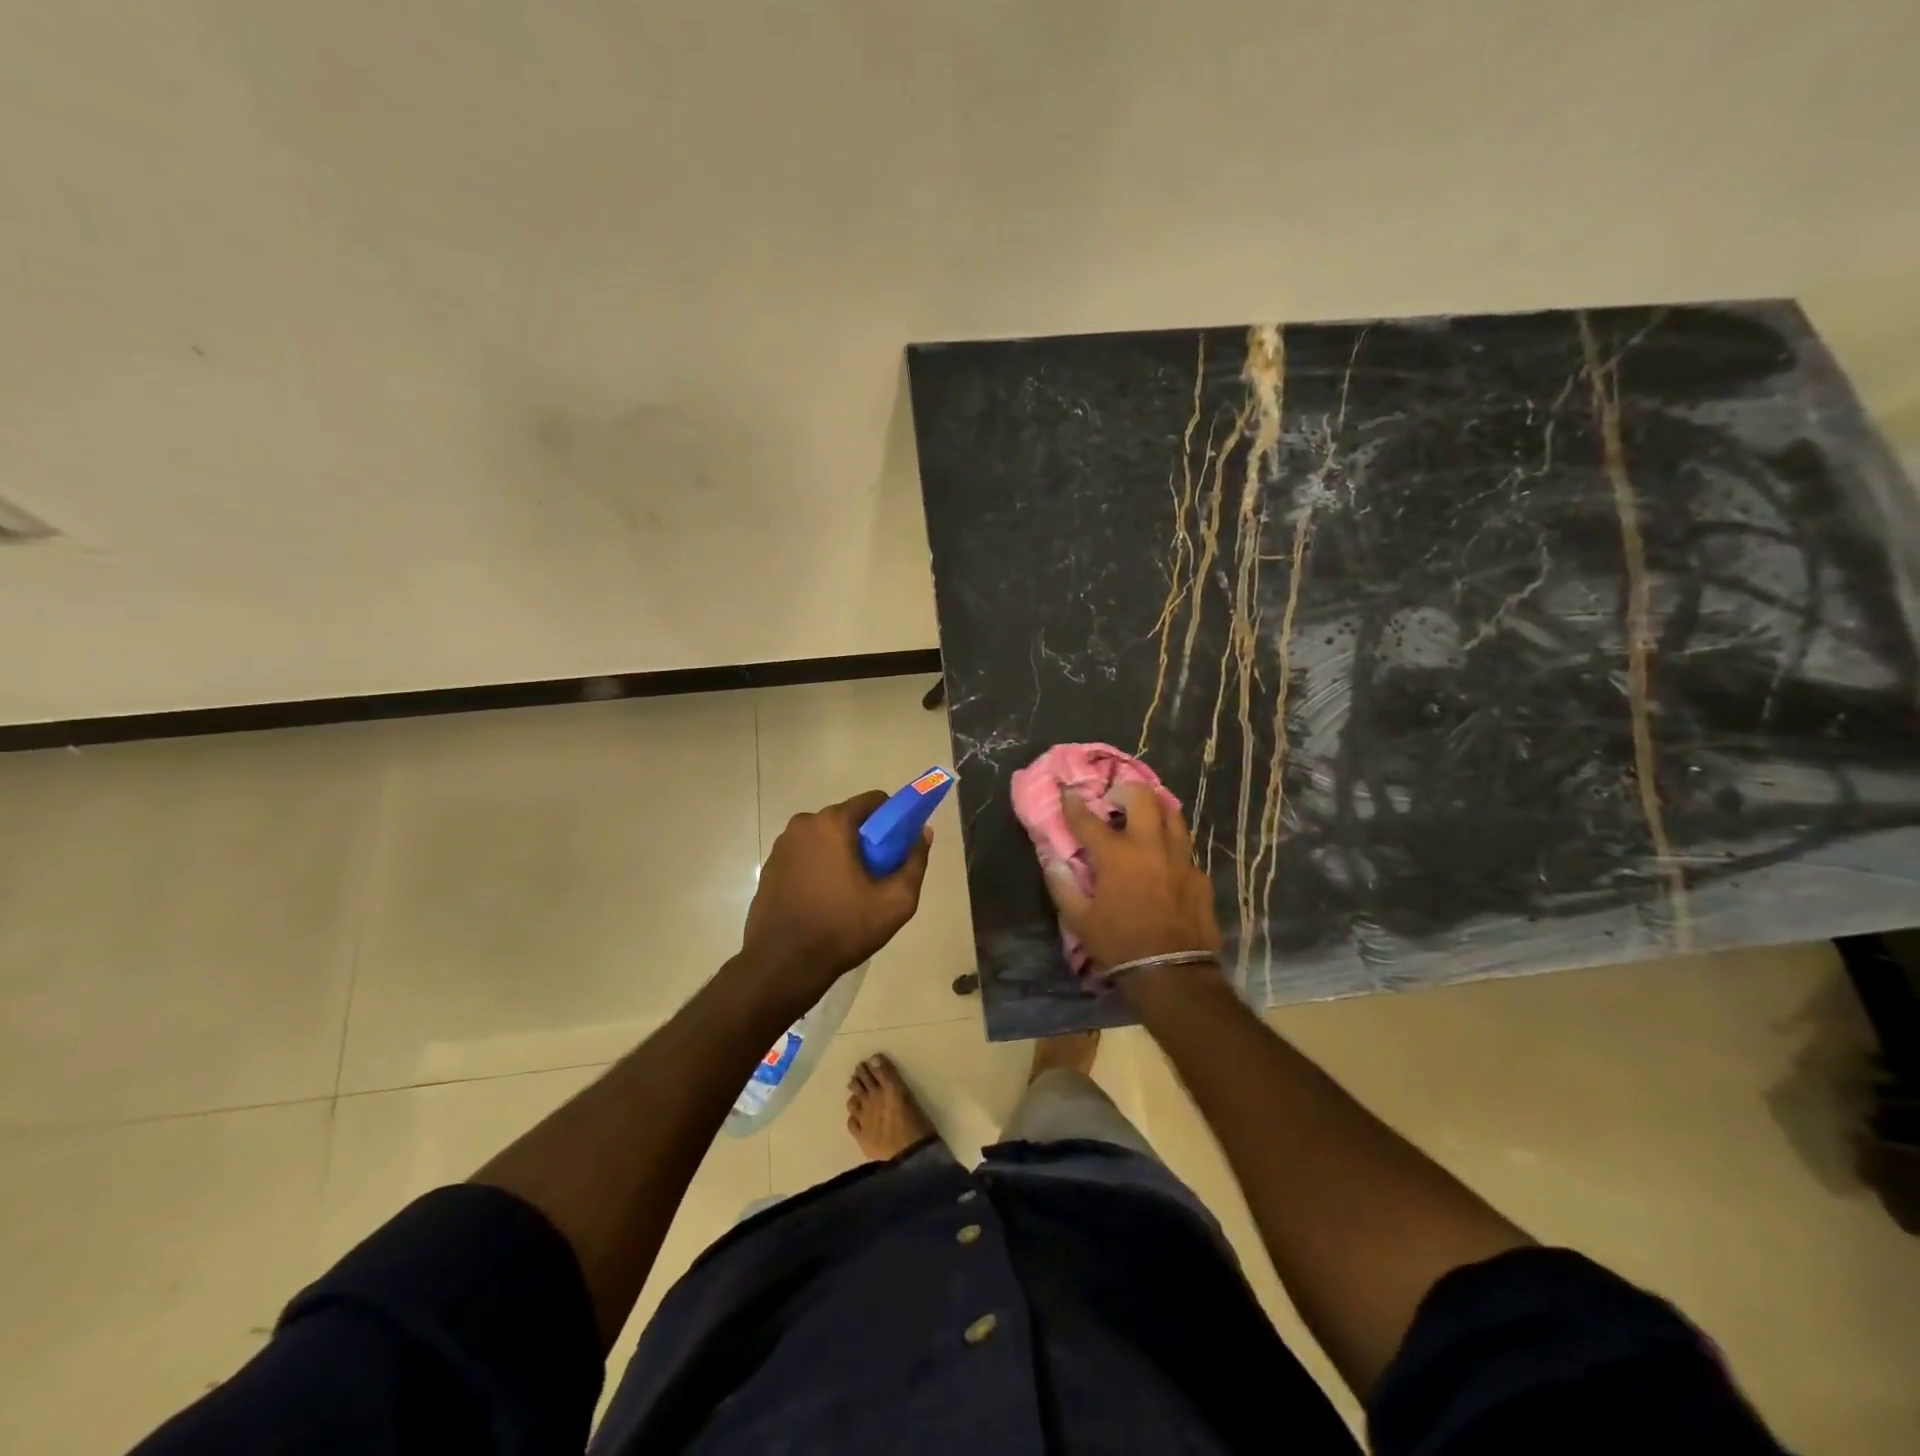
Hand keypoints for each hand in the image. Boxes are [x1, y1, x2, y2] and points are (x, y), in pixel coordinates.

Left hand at [739, 790, 931, 1004]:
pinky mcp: (770, 868)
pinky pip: (805, 856)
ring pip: (825, 839)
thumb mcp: (895, 901)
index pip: (873, 801)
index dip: (893, 819)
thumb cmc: (842, 928)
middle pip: (848, 820)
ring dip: (841, 854)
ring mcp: (782, 846)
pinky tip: (825, 901)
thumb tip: (923, 833)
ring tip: (850, 893)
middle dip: (866, 840)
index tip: (898, 847)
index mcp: (832, 823)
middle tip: (877, 875)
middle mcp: (803, 824)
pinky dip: (819, 868)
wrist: (782, 965)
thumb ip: (915, 861)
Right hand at [1042, 782, 1221, 983]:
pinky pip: (1184, 847)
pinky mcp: (1199, 875)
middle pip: (1142, 797)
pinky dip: (1170, 844)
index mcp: (1116, 855)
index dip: (1074, 803)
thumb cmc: (1120, 945)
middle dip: (1124, 790)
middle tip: (1114, 801)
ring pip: (1172, 814)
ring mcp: (1180, 858)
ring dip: (1154, 809)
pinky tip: (1163, 860)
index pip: (1088, 819)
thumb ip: (1063, 886)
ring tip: (1143, 818)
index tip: (1067, 792)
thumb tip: (1054, 862)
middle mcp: (1150, 846)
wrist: (1173, 973)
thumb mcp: (1080, 920)